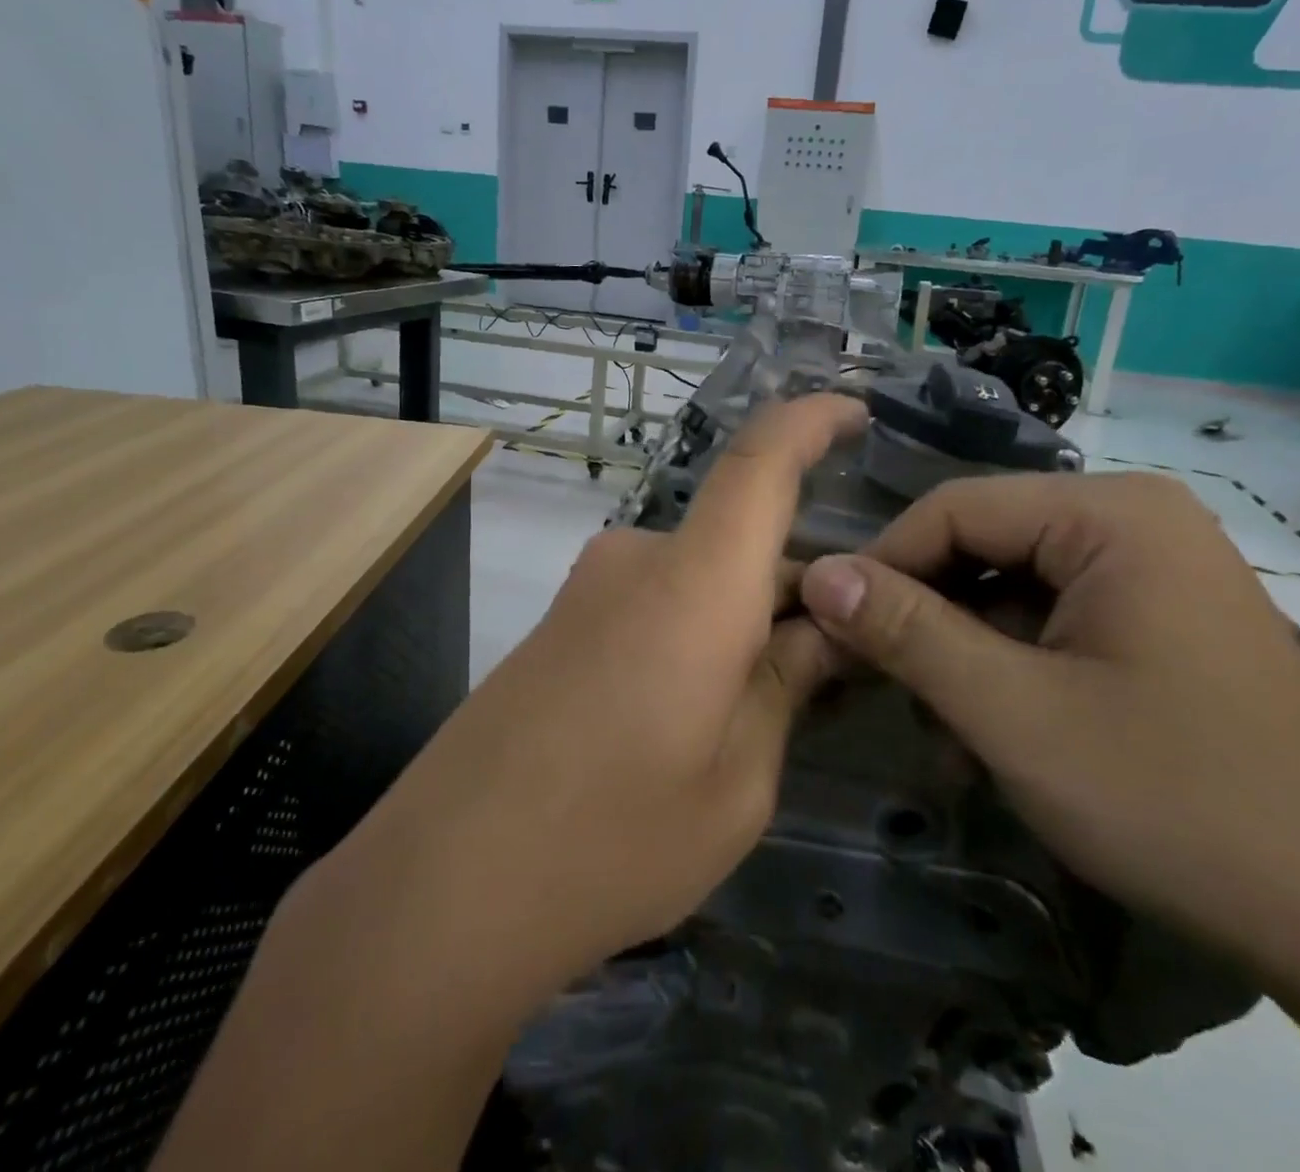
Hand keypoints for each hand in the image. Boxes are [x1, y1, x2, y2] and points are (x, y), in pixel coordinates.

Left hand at [336, 392, 866, 996]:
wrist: (443, 885)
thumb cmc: (611, 840)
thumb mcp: (737, 782)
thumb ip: (785, 687)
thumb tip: (822, 632)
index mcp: (695, 582)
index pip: (760, 462)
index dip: (811, 420)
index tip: (856, 413)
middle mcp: (638, 560)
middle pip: (741, 542)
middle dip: (798, 589)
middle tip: (840, 670)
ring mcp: (590, 589)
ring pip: (701, 580)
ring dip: (745, 622)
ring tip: (768, 714)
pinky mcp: (561, 623)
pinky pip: (656, 604)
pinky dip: (698, 635)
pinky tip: (699, 717)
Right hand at [796, 471, 1299, 958]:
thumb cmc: (1176, 798)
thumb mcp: (1014, 712)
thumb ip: (908, 633)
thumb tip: (817, 574)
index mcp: (1108, 513)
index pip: (953, 509)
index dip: (882, 565)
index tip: (829, 629)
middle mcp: (1129, 521)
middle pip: (981, 546)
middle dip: (924, 619)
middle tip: (875, 686)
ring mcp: (1147, 572)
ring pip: (1008, 589)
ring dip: (960, 654)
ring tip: (938, 731)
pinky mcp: (1153, 621)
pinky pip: (1048, 622)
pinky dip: (1006, 670)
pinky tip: (987, 735)